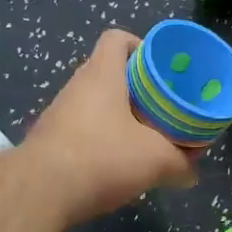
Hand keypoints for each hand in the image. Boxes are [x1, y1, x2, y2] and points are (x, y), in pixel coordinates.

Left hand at [23, 29, 199, 226]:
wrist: (39, 193)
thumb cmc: (102, 158)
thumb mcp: (156, 161)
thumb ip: (181, 163)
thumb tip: (192, 173)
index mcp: (102, 74)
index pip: (117, 38)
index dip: (140, 46)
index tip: (161, 69)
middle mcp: (77, 86)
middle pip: (109, 73)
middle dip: (138, 89)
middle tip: (162, 108)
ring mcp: (59, 114)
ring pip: (96, 104)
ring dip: (119, 117)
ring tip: (145, 138)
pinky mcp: (50, 141)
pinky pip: (82, 130)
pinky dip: (101, 140)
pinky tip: (117, 164)